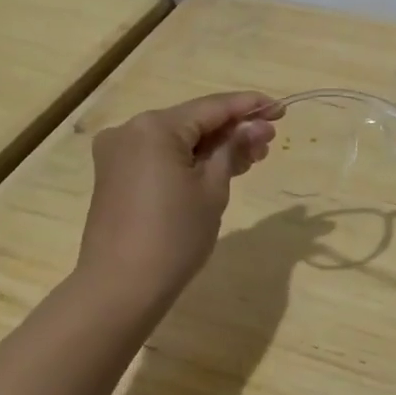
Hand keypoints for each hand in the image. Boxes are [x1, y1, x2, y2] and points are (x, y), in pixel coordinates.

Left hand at [77, 91, 283, 299]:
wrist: (119, 289)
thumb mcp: (213, 189)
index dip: (249, 106)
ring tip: (251, 158)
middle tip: (269, 141)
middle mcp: (131, 130)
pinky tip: (219, 168)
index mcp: (155, 126)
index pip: (212, 106)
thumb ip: (233, 149)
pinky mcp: (115, 175)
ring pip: (177, 140)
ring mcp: (119, 153)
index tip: (280, 109)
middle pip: (193, 121)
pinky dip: (189, 160)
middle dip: (232, 130)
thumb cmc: (174, 236)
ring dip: (212, 147)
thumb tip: (256, 126)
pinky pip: (160, 156)